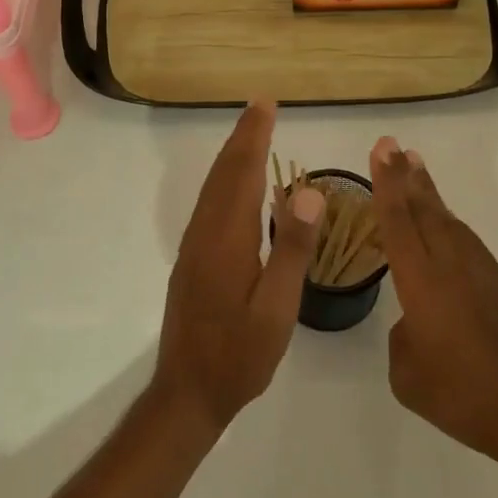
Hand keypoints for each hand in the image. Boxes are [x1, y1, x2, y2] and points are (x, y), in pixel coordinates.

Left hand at [154, 102, 325, 433]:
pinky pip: (211, 203)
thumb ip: (292, 249)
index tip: (265, 104)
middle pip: (224, 172)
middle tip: (260, 106)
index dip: (254, 136)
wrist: (187, 393)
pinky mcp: (193, 259)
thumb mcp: (276, 309)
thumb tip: (310, 191)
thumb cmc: (238, 355)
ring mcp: (195, 245)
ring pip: (214, 187)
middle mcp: (206, 231)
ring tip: (251, 133)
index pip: (243, 172)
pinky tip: (237, 185)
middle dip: (243, 136)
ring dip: (232, 155)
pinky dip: (225, 179)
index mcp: (227, 237)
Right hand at [372, 137, 497, 484]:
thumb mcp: (408, 375)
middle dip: (405, 175)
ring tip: (413, 166)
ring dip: (428, 191)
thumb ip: (402, 336)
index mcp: (422, 283)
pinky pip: (463, 237)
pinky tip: (441, 218)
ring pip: (446, 219)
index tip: (381, 151)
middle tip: (391, 145)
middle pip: (423, 209)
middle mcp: (449, 265)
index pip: (398, 222)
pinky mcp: (497, 283)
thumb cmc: (463, 398)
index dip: (387, 184)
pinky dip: (446, 218)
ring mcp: (477, 271)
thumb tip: (413, 320)